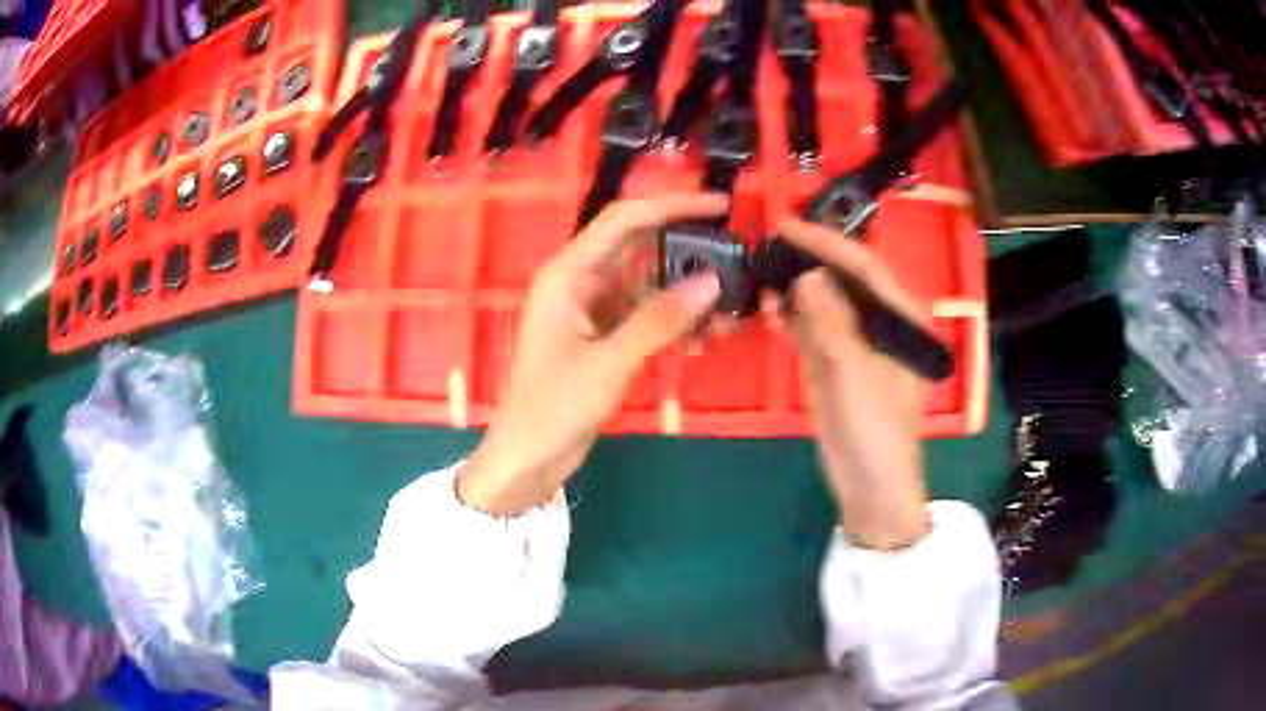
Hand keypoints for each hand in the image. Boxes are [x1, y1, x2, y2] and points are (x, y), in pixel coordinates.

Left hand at [458, 194, 728, 515]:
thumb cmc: (552, 408)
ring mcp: (596, 311)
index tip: (718, 206)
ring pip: (651, 287)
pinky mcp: (607, 338)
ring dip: (688, 298)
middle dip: (688, 255)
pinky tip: (703, 342)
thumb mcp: (607, 363)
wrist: (529, 458)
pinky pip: (649, 318)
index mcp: (568, 275)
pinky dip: (676, 325)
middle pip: (642, 250)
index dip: (671, 205)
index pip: (624, 220)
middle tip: (736, 262)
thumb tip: (712, 282)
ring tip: (728, 316)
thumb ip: (659, 320)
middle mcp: (582, 283)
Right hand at [770, 219, 931, 550]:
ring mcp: (858, 342)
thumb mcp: (854, 376)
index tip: (786, 226)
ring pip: (825, 302)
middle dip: (805, 264)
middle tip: (765, 253)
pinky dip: (792, 319)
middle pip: (843, 279)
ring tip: (762, 288)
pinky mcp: (838, 362)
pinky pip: (813, 329)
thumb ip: (831, 324)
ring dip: (794, 293)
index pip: (864, 267)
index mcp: (903, 319)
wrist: (870, 488)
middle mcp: (882, 322)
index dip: (826, 243)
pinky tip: (770, 314)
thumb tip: (806, 276)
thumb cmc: (875, 432)